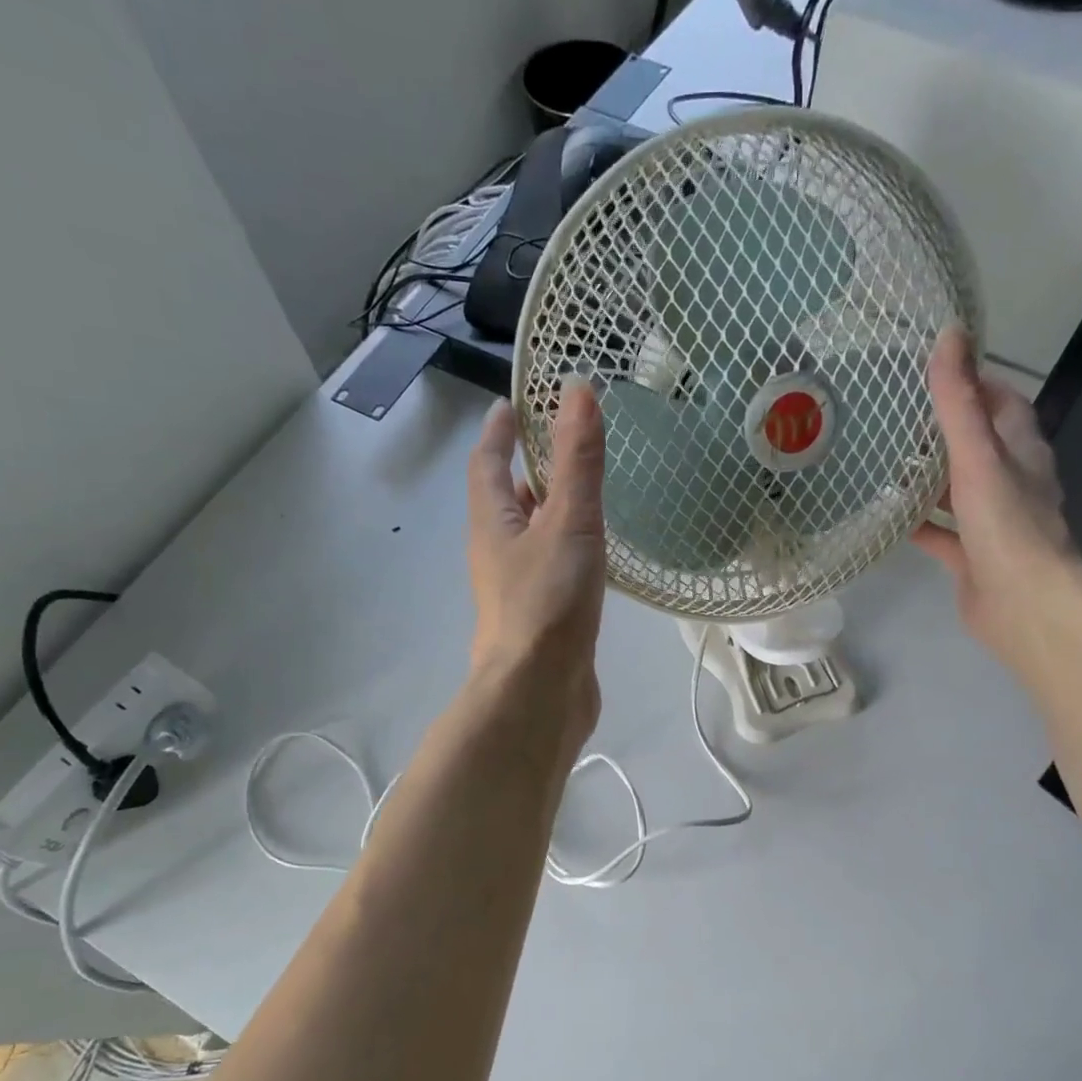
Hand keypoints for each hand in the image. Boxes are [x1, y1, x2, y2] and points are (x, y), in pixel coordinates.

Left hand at [466, 381, 607, 759]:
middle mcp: (497, 551)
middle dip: (527, 469)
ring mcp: (517, 587)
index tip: (512, 403)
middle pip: (505, 499)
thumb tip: (577, 389)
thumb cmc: (547, 602)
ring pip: (530, 535)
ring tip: (584, 493)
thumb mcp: (568, 522)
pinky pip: (551, 567)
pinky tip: (595, 555)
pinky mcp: (541, 616)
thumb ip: (577, 461)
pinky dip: (568, 548)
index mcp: (492, 522)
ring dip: (549, 510)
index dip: (498, 430)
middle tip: (562, 444)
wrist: (538, 691)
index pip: (487, 462)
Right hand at [912, 327, 1078, 669]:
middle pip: (978, 446)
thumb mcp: (977, 455)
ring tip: (885, 462)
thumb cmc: (1005, 524)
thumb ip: (959, 401)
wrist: (1022, 603)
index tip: (935, 373)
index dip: (976, 383)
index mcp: (1021, 452)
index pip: (1003, 403)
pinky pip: (942, 533)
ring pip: (958, 491)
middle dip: (944, 431)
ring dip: (930, 478)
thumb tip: (949, 334)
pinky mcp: (973, 557)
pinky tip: (888, 519)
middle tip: (897, 418)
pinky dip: (919, 524)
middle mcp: (1011, 483)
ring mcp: (992, 522)